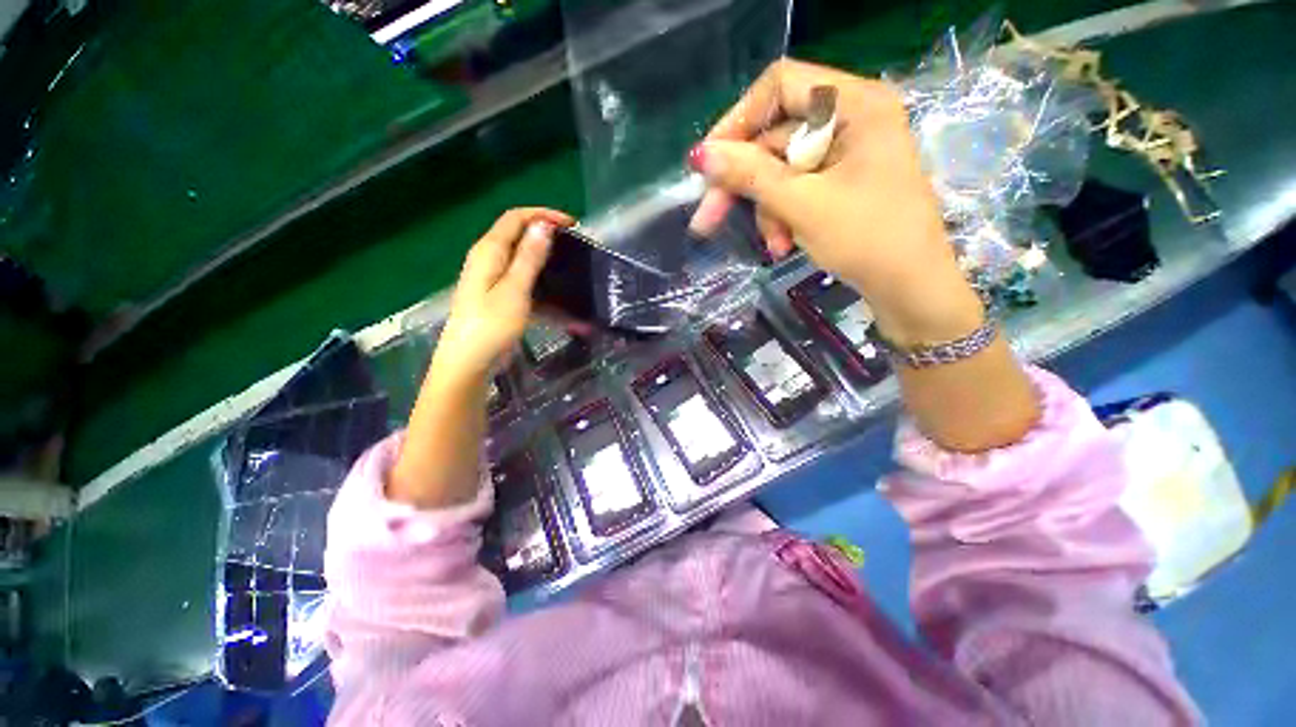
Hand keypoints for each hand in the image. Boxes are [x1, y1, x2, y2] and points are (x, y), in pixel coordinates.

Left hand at [433, 207, 573, 380]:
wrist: (468, 363)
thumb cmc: (491, 325)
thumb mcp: (515, 289)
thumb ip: (529, 257)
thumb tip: (543, 224)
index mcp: (489, 250)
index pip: (515, 218)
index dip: (543, 215)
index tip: (572, 225)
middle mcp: (488, 259)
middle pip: (518, 236)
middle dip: (546, 236)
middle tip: (574, 246)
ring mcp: (492, 279)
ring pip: (523, 261)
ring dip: (546, 263)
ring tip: (571, 270)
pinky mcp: (498, 297)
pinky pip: (523, 283)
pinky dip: (541, 286)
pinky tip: (560, 301)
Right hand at [688, 59, 982, 347]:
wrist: (909, 287)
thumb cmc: (867, 240)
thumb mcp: (803, 205)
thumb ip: (750, 175)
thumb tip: (700, 155)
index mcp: (855, 104)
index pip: (781, 85)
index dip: (738, 121)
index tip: (708, 163)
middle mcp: (851, 117)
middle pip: (775, 136)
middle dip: (744, 183)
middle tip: (707, 219)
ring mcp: (846, 151)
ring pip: (780, 170)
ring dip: (767, 209)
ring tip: (774, 245)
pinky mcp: (841, 180)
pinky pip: (796, 188)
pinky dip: (783, 215)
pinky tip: (784, 244)